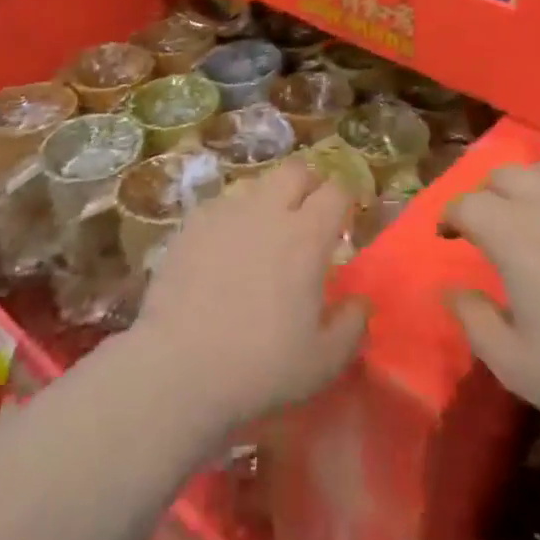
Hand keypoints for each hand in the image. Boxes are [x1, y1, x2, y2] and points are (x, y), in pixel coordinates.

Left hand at [137, 159, 367, 431]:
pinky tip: (223, 250)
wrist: (178, 368)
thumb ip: (351, 326)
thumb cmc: (260, 367)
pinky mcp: (190, 225)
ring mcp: (224, 213)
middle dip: (308, 183)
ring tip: (264, 234)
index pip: (336, 191)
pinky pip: (220, 207)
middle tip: (308, 213)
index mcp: (306, 236)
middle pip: (295, 170)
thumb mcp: (323, 362)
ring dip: (268, 200)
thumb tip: (361, 303)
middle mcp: (267, 211)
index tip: (345, 217)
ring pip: (255, 185)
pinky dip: (231, 219)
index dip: (345, 198)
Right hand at [443, 164, 539, 458]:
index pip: (469, 205)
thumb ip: (473, 320)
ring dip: (530, 184)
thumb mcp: (515, 365)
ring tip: (532, 211)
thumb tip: (453, 289)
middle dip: (487, 195)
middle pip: (506, 176)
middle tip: (488, 225)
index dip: (451, 216)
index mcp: (515, 237)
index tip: (448, 236)